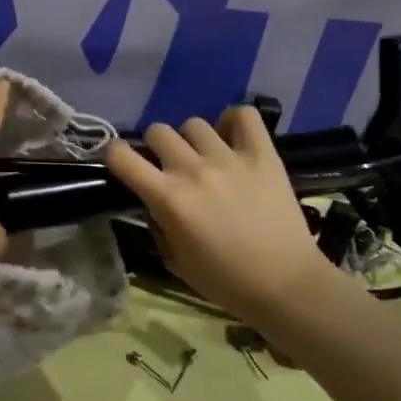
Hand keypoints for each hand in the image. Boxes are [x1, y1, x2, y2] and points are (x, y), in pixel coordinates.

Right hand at [104, 106, 331, 315]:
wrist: (286, 284)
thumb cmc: (226, 282)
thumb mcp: (176, 261)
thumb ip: (158, 226)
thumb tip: (155, 203)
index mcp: (167, 198)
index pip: (121, 155)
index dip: (115, 155)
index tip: (124, 164)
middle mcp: (192, 170)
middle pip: (157, 131)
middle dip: (156, 148)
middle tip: (170, 167)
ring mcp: (229, 158)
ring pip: (194, 124)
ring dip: (192, 140)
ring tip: (205, 158)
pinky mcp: (262, 154)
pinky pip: (242, 116)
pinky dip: (233, 122)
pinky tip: (233, 140)